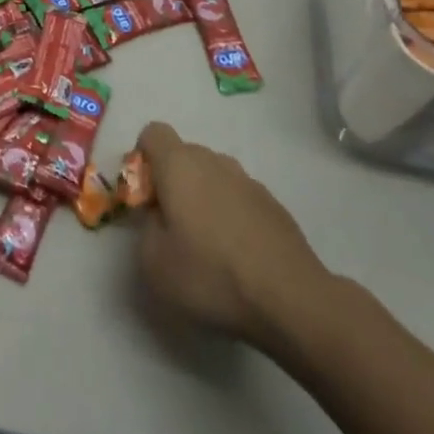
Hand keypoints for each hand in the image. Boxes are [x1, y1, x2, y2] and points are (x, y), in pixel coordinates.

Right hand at [133, 122, 343, 359]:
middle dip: (172, 181)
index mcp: (179, 165)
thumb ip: (146, 227)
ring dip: (204, 197)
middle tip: (173, 226)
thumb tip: (160, 217)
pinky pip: (240, 197)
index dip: (143, 158)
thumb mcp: (153, 262)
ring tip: (209, 244)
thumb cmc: (211, 275)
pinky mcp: (274, 204)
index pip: (153, 133)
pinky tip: (239, 255)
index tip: (146, 196)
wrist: (291, 300)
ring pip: (214, 175)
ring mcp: (248, 181)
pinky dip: (232, 214)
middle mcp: (214, 161)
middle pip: (184, 154)